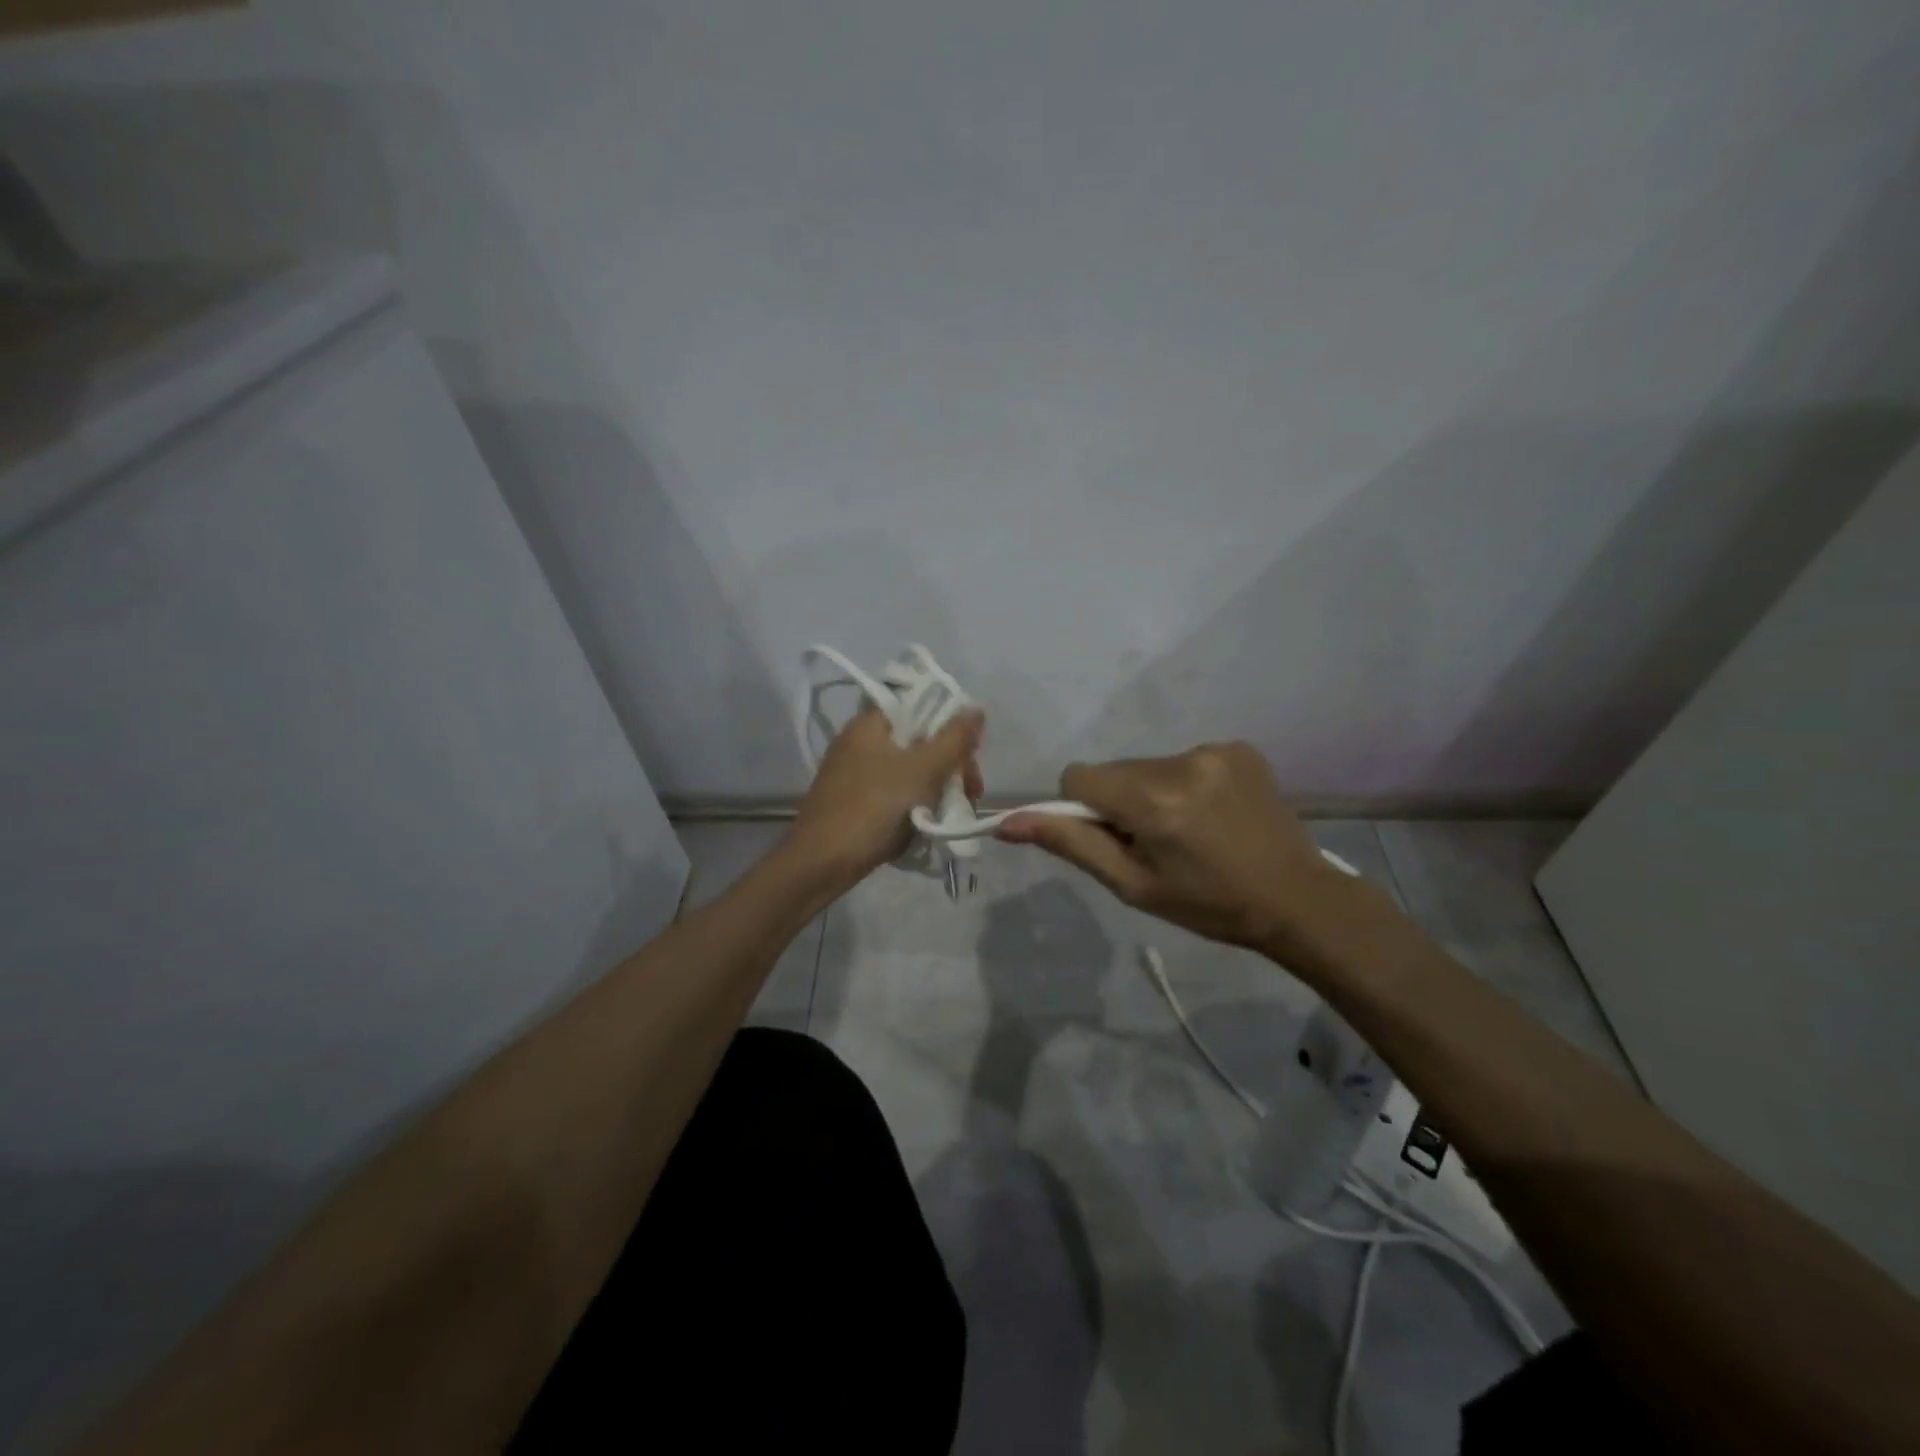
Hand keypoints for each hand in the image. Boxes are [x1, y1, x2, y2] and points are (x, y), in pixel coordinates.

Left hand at [789, 706, 984, 881]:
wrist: (823, 862)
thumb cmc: (875, 806)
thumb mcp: (923, 769)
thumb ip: (954, 738)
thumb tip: (976, 709)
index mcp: (870, 723)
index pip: (919, 707)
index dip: (950, 726)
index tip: (970, 754)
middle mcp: (860, 741)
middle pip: (918, 741)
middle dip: (950, 765)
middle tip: (971, 792)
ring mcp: (855, 773)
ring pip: (909, 770)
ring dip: (937, 787)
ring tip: (955, 812)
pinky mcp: (855, 800)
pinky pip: (894, 792)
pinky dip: (916, 803)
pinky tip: (930, 822)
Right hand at [998, 742, 1353, 957]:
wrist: (1297, 899)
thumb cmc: (1208, 905)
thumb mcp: (1133, 885)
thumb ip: (1071, 845)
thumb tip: (1007, 822)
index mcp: (1153, 801)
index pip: (1078, 777)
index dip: (1084, 809)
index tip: (1115, 838)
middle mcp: (1181, 763)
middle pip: (1115, 770)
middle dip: (1121, 801)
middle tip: (1156, 842)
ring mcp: (1215, 750)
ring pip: (1149, 765)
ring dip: (1153, 792)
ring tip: (1191, 830)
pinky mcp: (1238, 747)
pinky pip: (1185, 759)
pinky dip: (1186, 783)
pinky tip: (1215, 814)